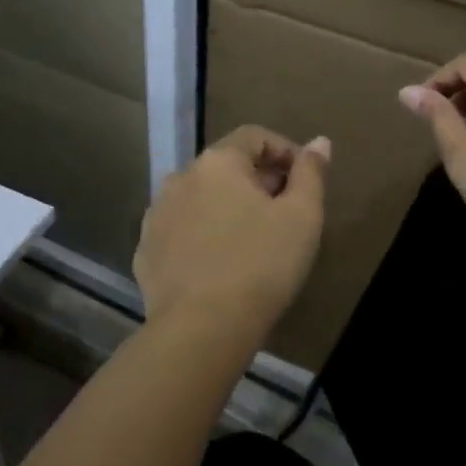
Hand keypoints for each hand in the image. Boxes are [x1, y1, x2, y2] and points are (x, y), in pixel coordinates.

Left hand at [133, 126, 329, 333]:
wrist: (200, 329)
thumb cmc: (261, 266)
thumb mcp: (302, 217)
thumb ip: (311, 173)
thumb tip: (319, 142)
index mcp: (217, 163)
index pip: (254, 136)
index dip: (285, 150)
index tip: (305, 179)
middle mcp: (179, 179)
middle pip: (225, 166)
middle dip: (258, 181)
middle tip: (284, 212)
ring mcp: (156, 215)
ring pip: (199, 199)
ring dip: (226, 207)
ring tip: (251, 239)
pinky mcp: (145, 251)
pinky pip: (180, 230)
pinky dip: (201, 235)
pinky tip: (218, 264)